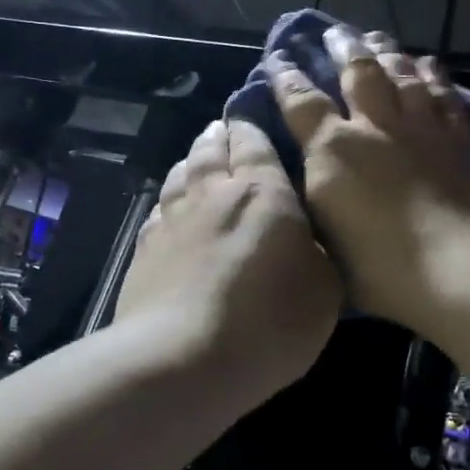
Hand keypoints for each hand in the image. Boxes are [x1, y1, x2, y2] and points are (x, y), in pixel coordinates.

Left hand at [114, 118, 341, 403]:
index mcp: (261, 192)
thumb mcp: (325, 290)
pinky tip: (169, 209)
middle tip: (222, 129)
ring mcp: (172, 220)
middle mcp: (211, 194)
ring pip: (180, 175)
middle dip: (218, 135)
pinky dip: (168, 202)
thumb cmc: (270, 321)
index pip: (253, 142)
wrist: (184, 357)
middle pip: (210, 150)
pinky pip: (158, 212)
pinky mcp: (144, 250)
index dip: (251, 124)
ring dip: (190, 161)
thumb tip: (307, 240)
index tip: (252, 112)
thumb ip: (318, 254)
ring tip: (196, 158)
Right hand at [266, 25, 469, 338]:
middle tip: (334, 31)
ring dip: (386, 51)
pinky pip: (443, 93)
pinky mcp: (460, 139)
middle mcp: (376, 126)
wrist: (463, 271)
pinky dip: (432, 74)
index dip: (287, 78)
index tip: (278, 59)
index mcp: (334, 150)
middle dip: (342, 47)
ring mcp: (422, 128)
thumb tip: (304, 173)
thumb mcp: (324, 237)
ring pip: (402, 73)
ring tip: (375, 37)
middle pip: (357, 72)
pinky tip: (428, 63)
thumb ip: (313, 196)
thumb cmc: (381, 269)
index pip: (301, 101)